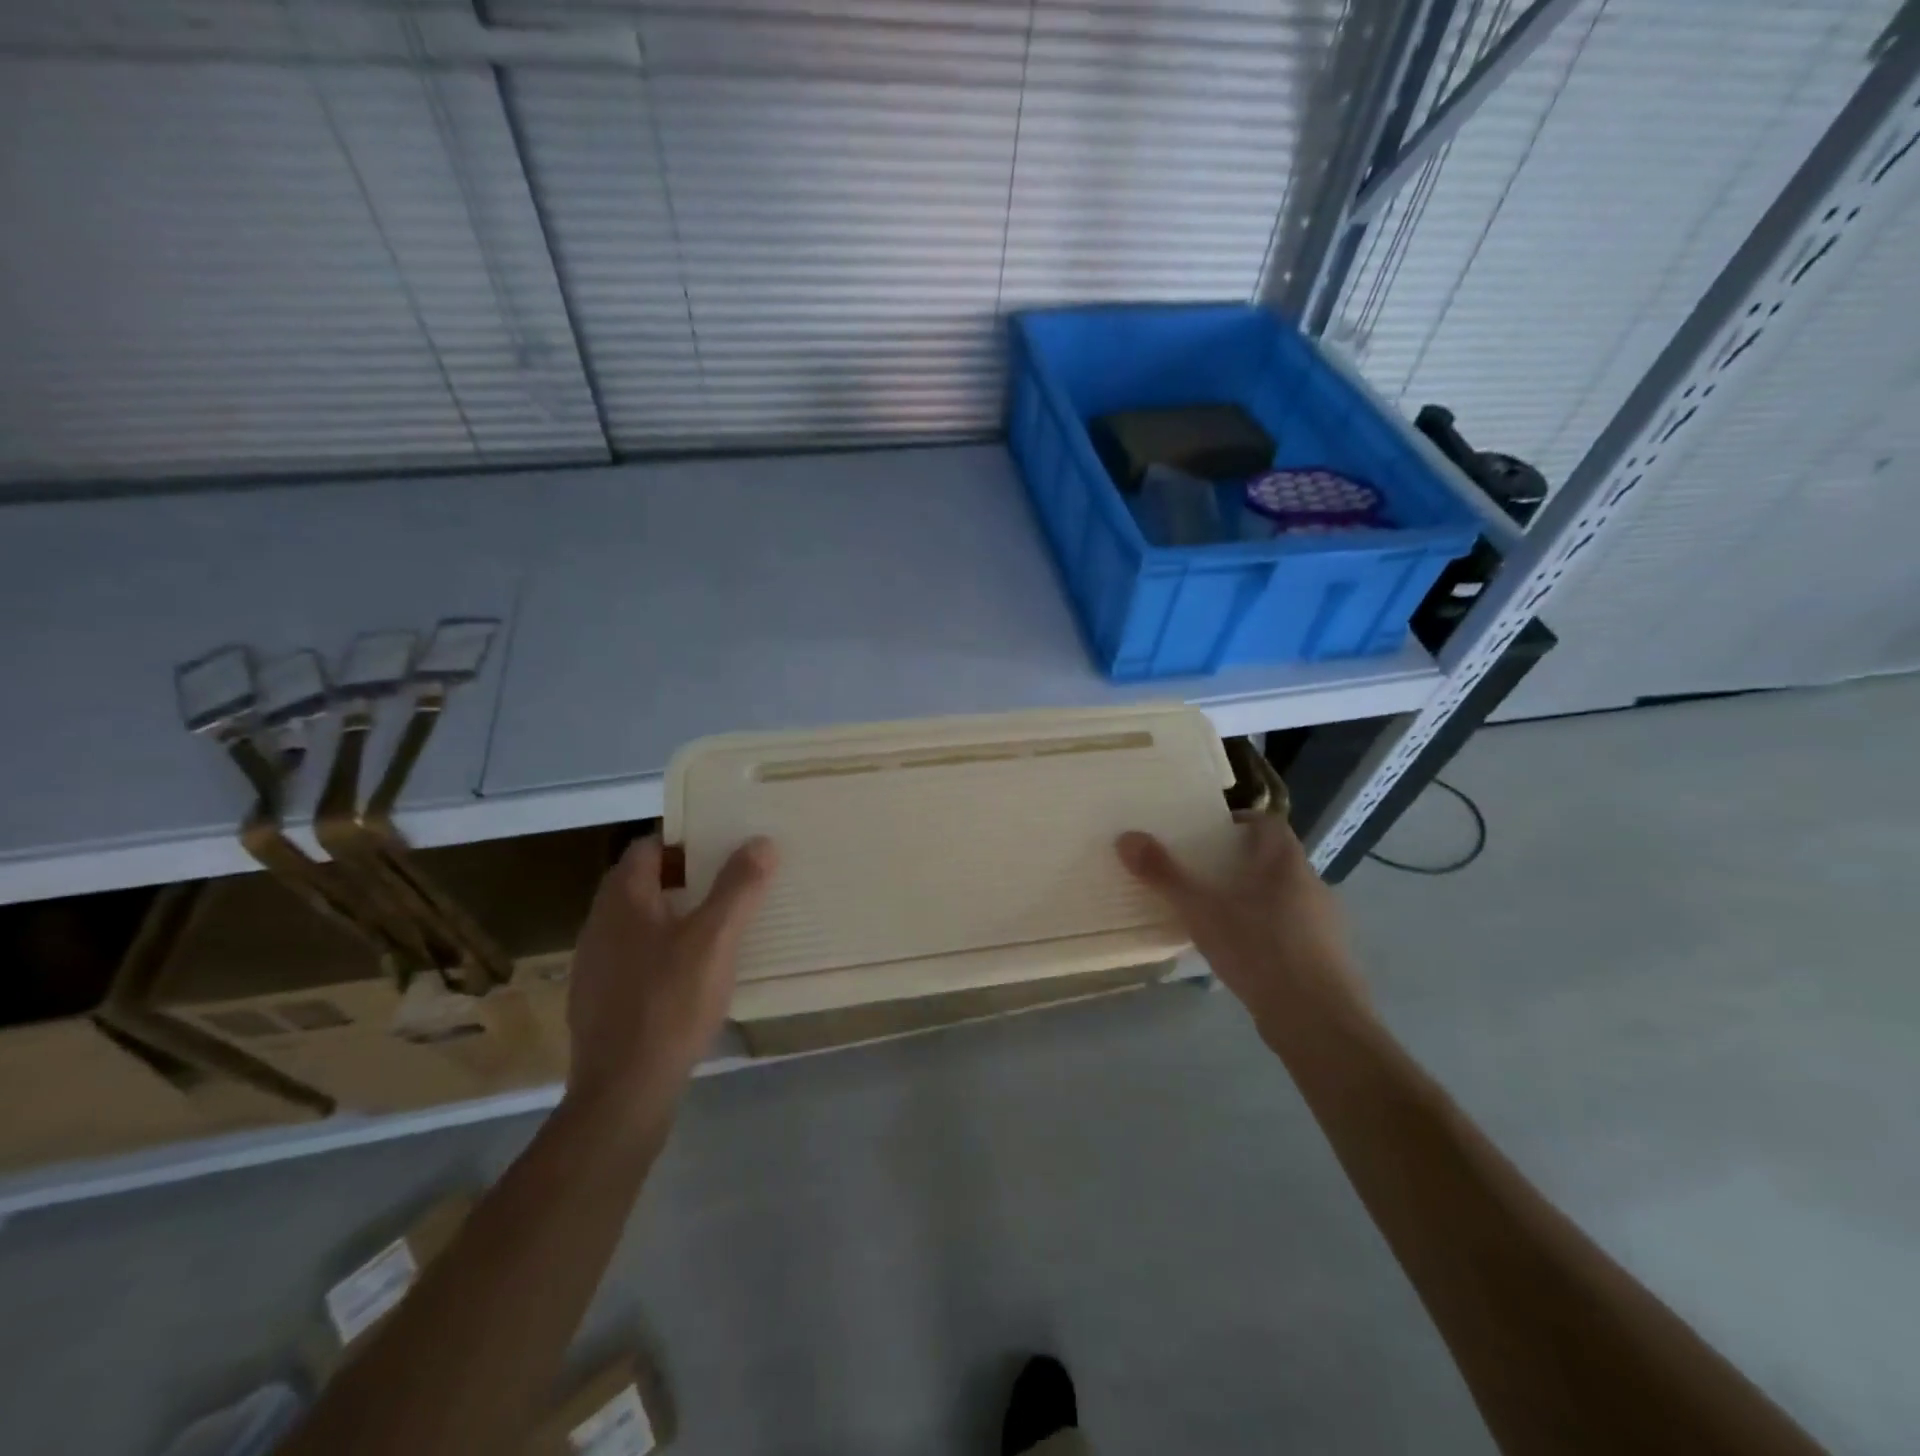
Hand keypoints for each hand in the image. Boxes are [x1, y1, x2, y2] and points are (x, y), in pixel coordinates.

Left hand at [564, 834, 777, 1131]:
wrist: (624, 1092)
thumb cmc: (671, 1003)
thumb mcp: (716, 939)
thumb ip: (739, 887)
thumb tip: (761, 842)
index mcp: (622, 900)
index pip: (648, 846)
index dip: (686, 840)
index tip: (724, 844)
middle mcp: (600, 924)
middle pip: (642, 881)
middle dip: (686, 875)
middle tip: (732, 880)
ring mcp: (595, 964)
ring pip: (639, 920)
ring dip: (676, 913)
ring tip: (720, 923)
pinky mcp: (601, 999)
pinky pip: (636, 955)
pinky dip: (664, 948)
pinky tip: (694, 972)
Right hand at [1117, 816, 1368, 1045]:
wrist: (1319, 1023)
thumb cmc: (1260, 951)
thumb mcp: (1201, 911)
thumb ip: (1164, 875)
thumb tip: (1126, 837)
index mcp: (1286, 863)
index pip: (1268, 822)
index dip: (1239, 821)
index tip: (1208, 833)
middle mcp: (1312, 884)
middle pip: (1275, 858)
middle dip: (1240, 861)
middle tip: (1201, 872)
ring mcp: (1325, 923)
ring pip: (1284, 896)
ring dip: (1254, 897)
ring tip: (1216, 912)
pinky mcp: (1327, 958)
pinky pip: (1293, 929)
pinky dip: (1268, 929)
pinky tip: (1243, 952)